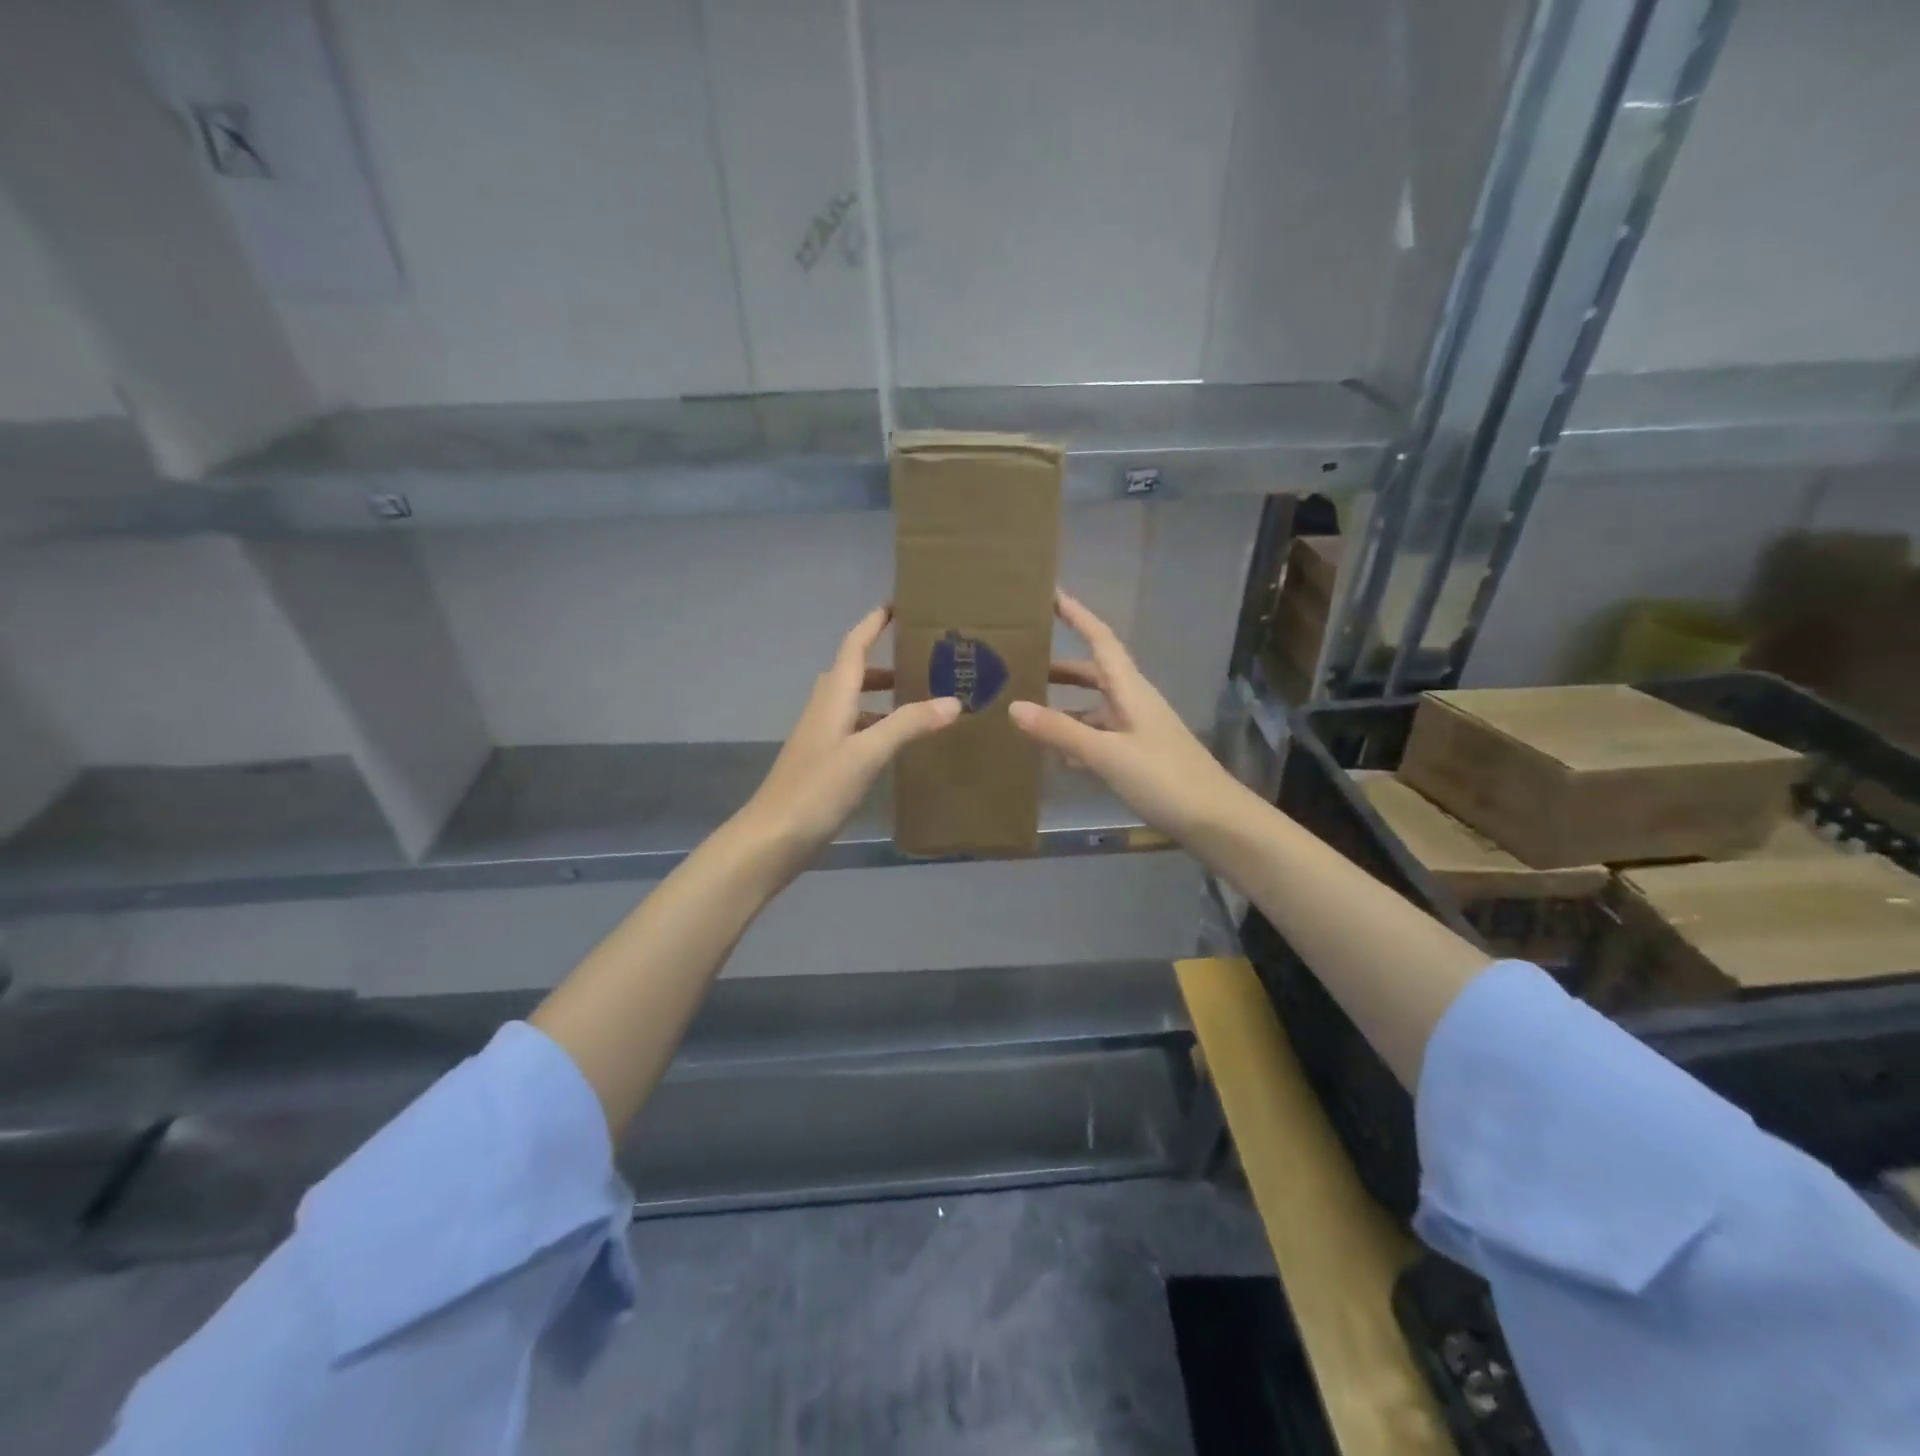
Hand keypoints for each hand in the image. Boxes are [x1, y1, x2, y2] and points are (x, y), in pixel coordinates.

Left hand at [734, 606, 959, 873]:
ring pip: (852, 704)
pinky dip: (875, 727)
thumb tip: (953, 701)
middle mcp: (824, 711)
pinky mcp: (822, 765)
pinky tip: (894, 746)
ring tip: (917, 702)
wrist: (772, 838)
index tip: (895, 605)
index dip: (872, 625)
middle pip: (851, 674)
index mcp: (832, 699)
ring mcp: (820, 739)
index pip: (853, 648)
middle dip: (881, 662)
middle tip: (920, 660)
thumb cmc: (817, 789)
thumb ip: (908, 725)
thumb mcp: (867, 753)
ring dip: (880, 697)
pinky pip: (853, 731)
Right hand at [1010, 592, 1253, 840]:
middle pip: (1093, 673)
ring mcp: (1137, 730)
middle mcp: (1134, 702)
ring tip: (1026, 709)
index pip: (1101, 639)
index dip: (1077, 615)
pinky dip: (1077, 738)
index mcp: (1130, 689)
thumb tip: (1013, 707)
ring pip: (1094, 707)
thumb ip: (1060, 731)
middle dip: (1059, 666)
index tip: (1051, 594)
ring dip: (1064, 705)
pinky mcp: (1139, 756)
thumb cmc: (1163, 778)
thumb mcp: (1107, 753)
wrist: (1214, 820)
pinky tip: (1055, 754)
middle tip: (1021, 662)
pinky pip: (1100, 736)